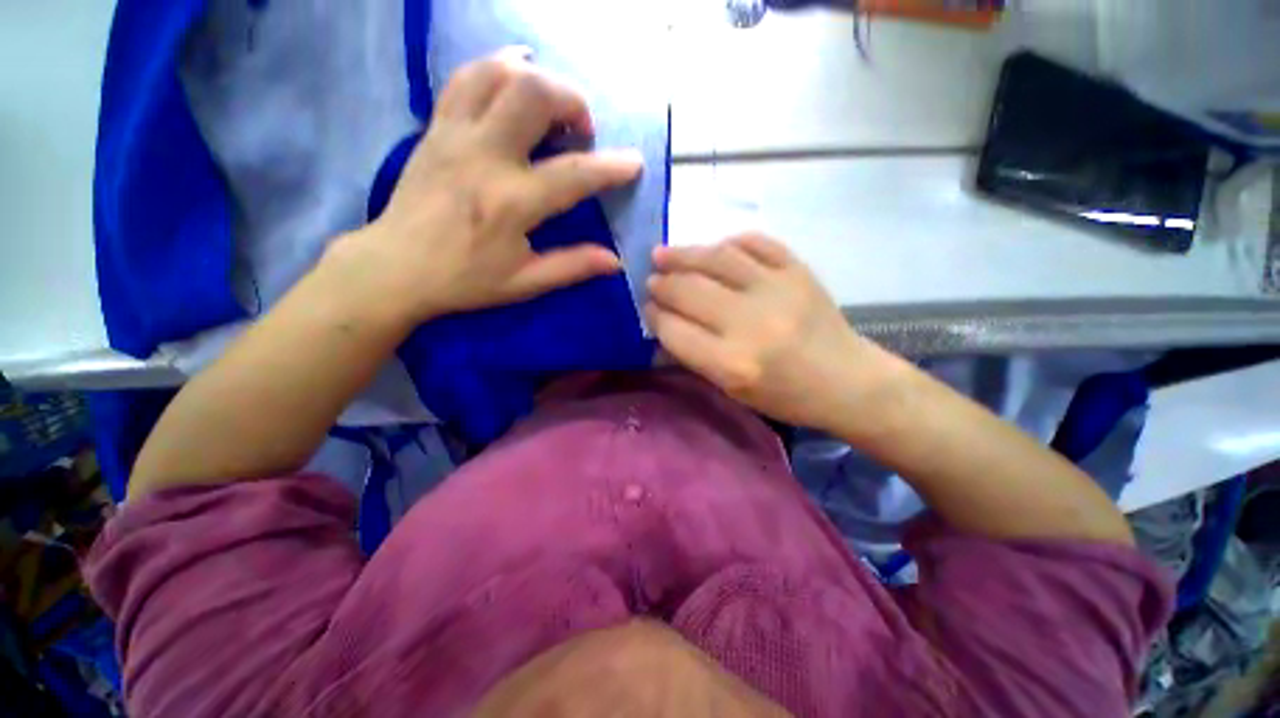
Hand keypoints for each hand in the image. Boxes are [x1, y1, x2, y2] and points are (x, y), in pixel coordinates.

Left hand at [327, 48, 643, 325]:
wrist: (396, 266)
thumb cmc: (465, 279)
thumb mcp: (525, 282)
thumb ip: (573, 266)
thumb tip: (615, 261)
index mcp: (512, 204)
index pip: (574, 174)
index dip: (611, 167)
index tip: (634, 163)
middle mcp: (485, 157)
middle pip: (535, 95)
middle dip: (572, 101)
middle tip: (582, 129)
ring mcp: (456, 135)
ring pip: (499, 74)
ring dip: (537, 78)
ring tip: (552, 104)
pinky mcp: (436, 127)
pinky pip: (466, 77)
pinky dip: (497, 68)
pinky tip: (514, 78)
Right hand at [646, 234, 891, 431]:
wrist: (848, 381)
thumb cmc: (786, 396)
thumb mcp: (733, 390)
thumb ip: (695, 357)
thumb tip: (663, 324)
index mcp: (733, 363)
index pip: (675, 330)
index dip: (654, 316)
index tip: (648, 308)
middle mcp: (751, 323)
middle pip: (689, 291)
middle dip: (662, 284)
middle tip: (652, 280)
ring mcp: (777, 290)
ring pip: (716, 259)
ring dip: (683, 254)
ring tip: (664, 254)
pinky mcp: (798, 270)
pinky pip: (755, 243)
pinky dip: (729, 243)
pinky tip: (714, 249)